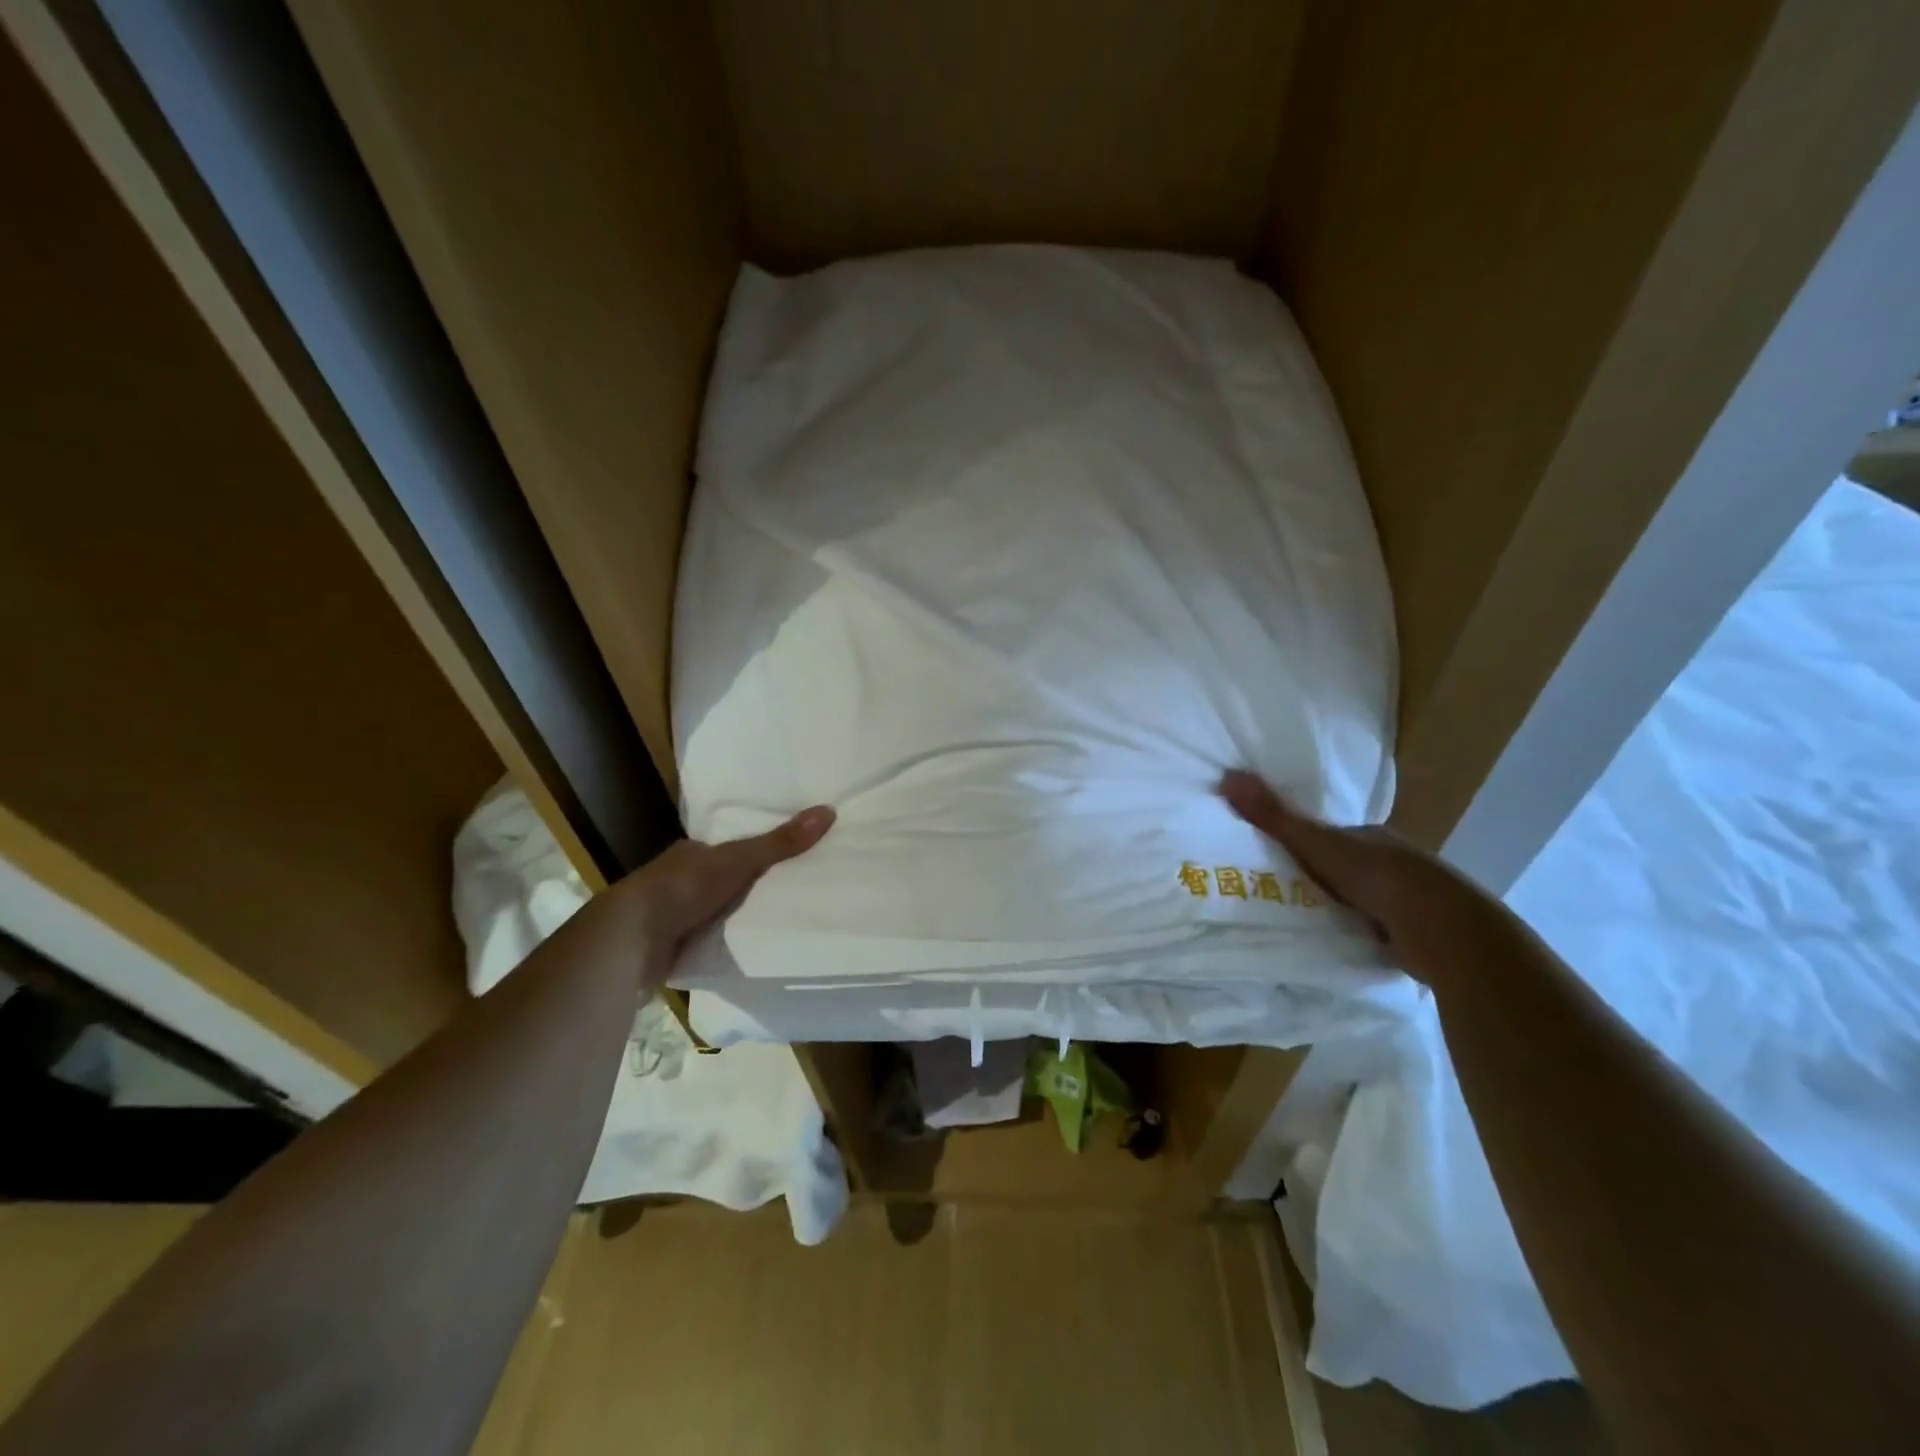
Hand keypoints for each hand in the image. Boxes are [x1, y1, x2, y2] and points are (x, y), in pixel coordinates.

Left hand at [614, 806, 835, 985]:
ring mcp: (674, 915)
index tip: (787, 856)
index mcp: (691, 853)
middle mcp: (680, 880)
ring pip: (716, 910)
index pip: (728, 847)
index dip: (754, 850)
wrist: (630, 941)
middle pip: (724, 879)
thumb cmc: (682, 888)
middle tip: (792, 889)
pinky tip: (749, 948)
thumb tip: (828, 811)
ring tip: (780, 919)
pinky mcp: (672, 947)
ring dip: (736, 915)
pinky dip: (725, 943)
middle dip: (748, 885)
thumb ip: (779, 843)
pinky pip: (708, 940)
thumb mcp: (738, 860)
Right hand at [1219, 771, 1495, 986]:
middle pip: (1345, 867)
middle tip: (1279, 891)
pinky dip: (1359, 933)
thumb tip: (1228, 775)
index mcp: (1373, 837)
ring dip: (1340, 907)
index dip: (1304, 843)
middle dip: (1320, 877)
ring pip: (1363, 899)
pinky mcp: (1417, 936)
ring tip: (1302, 920)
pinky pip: (1376, 929)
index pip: (1331, 836)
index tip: (1274, 857)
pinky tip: (1339, 942)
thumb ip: (1275, 816)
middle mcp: (1394, 863)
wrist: (1445, 932)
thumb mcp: (1317, 844)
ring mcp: (1409, 900)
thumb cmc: (1379, 877)